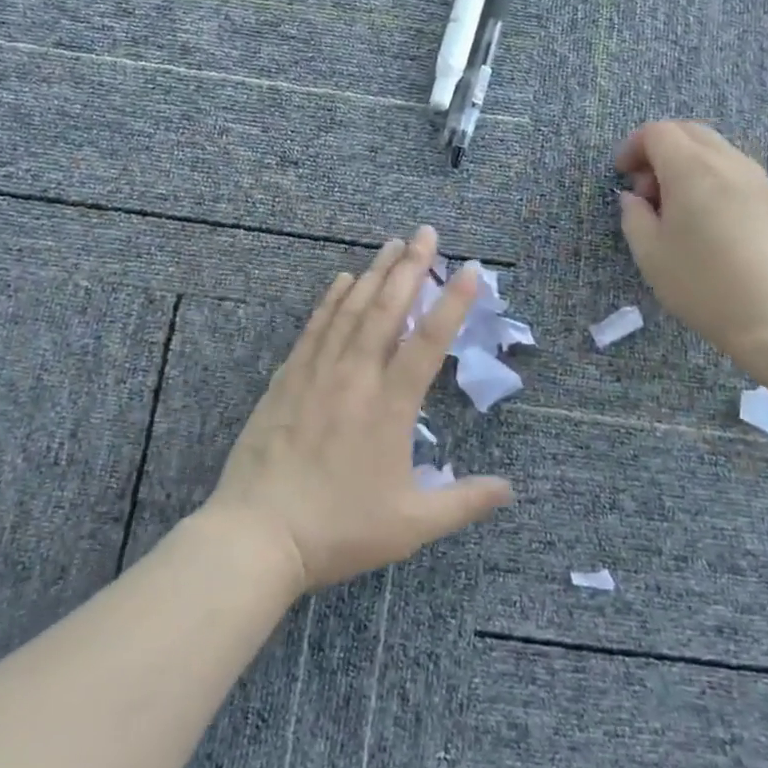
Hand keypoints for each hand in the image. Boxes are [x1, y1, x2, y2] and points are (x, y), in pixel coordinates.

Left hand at [204, 226, 514, 592]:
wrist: (257, 535)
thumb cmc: (339, 529)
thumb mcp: (411, 525)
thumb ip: (463, 502)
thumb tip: (510, 490)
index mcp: (391, 406)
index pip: (429, 341)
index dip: (452, 302)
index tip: (468, 268)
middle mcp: (356, 377)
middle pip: (387, 309)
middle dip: (410, 267)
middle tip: (425, 233)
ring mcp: (317, 373)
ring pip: (350, 310)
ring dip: (373, 274)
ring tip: (390, 245)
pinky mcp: (287, 379)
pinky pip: (314, 328)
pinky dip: (330, 300)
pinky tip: (340, 281)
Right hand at [615, 121, 767, 364]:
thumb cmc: (704, 286)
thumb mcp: (651, 255)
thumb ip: (634, 217)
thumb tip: (634, 197)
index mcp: (692, 169)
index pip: (657, 132)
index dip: (633, 147)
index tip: (622, 175)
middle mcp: (727, 162)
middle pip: (688, 131)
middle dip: (660, 149)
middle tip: (647, 190)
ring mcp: (757, 178)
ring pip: (715, 149)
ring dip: (687, 163)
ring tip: (677, 209)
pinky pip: (734, 170)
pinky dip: (711, 177)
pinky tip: (707, 220)